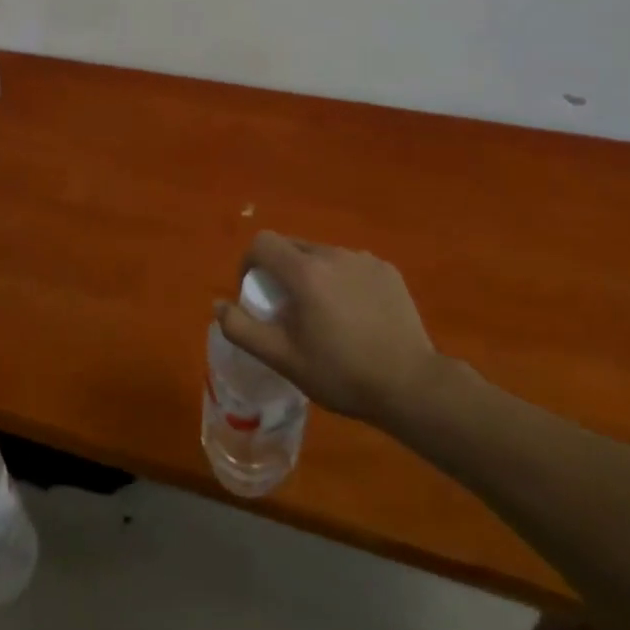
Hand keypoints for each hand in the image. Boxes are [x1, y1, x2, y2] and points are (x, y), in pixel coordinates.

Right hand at [216, 232, 450, 426]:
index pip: (262, 243)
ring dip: (311, 274)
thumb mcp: (282, 358)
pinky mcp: (387, 271)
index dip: (249, 263)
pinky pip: (350, 265)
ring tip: (323, 314)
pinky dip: (341, 280)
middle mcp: (333, 254)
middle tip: (287, 309)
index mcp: (304, 271)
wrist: (411, 386)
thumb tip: (219, 305)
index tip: (255, 293)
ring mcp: (364, 260)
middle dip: (280, 270)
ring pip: (322, 256)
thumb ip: (242, 329)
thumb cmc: (340, 373)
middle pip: (292, 246)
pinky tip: (354, 314)